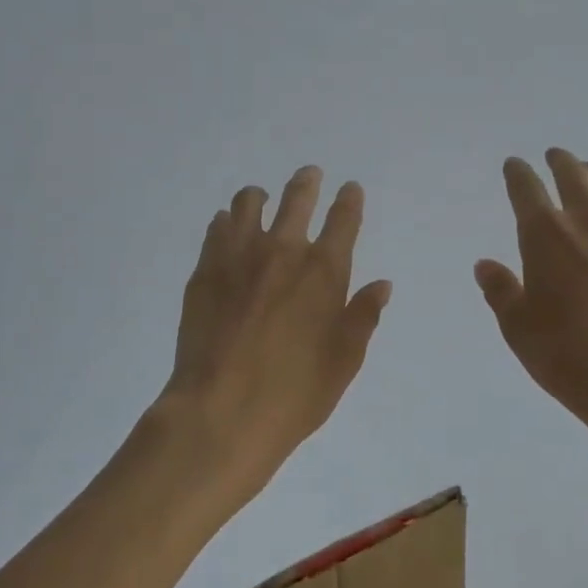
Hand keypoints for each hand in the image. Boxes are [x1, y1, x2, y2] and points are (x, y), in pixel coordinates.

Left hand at [156, 166, 391, 508]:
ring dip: (260, 196)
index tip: (349, 188)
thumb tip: (382, 284)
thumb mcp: (344, 361)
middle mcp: (283, 251)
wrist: (220, 413)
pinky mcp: (204, 270)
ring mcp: (239, 256)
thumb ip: (363, 316)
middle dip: (307, 182)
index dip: (349, 200)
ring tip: (261, 198)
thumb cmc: (294, 393)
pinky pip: (216, 228)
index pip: (343, 220)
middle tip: (310, 175)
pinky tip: (227, 228)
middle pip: (297, 198)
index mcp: (324, 271)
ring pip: (248, 203)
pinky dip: (227, 221)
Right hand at [475, 149, 587, 486]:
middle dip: (559, 161)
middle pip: (573, 176)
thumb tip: (485, 265)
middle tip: (553, 156)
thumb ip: (501, 291)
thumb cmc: (570, 357)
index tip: (514, 164)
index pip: (527, 189)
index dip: (517, 173)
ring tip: (587, 170)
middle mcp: (587, 223)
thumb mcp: (519, 329)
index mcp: (545, 235)